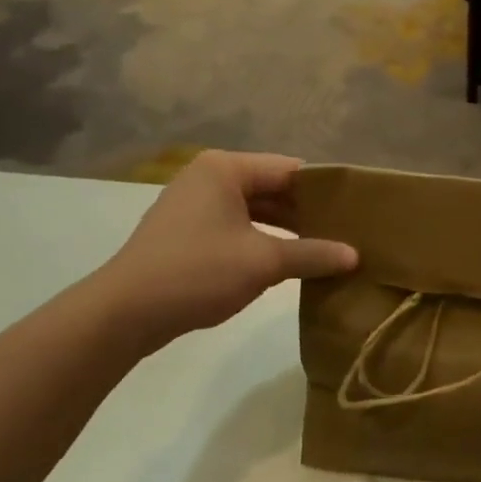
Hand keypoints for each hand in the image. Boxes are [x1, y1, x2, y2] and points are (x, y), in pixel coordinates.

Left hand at [84, 151, 356, 351]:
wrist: (124, 313)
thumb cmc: (197, 272)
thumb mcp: (263, 263)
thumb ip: (312, 254)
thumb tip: (355, 256)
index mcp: (226, 168)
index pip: (291, 169)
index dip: (326, 190)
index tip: (357, 210)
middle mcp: (209, 177)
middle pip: (273, 187)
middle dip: (307, 211)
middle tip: (347, 232)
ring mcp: (195, 204)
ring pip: (255, 209)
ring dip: (286, 228)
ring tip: (326, 247)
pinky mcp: (187, 232)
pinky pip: (237, 226)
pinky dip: (262, 240)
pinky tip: (288, 261)